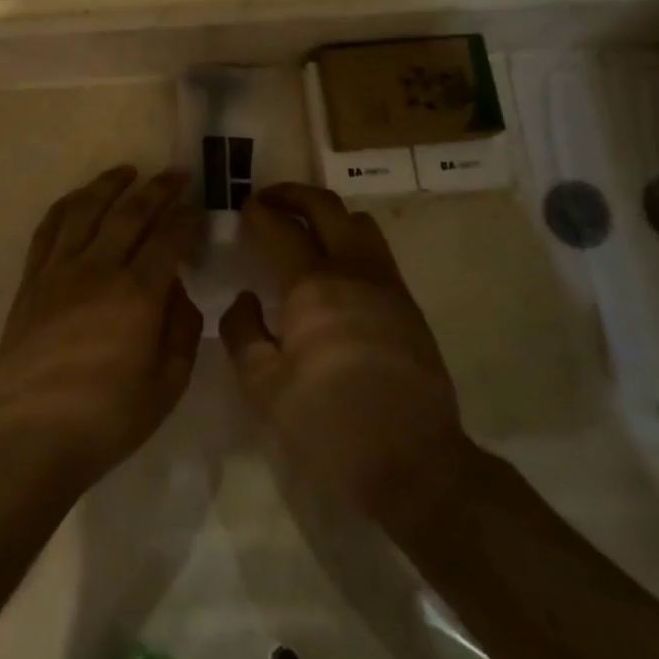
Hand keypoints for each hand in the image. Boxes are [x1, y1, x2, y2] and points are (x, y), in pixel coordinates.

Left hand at [0, 167, 203, 488]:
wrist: (32, 435)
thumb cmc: (109, 418)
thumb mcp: (168, 384)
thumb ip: (181, 329)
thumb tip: (178, 289)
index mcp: (138, 294)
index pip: (169, 238)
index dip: (188, 217)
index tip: (199, 206)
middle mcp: (98, 269)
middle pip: (131, 213)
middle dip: (157, 188)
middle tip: (175, 174)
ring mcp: (59, 271)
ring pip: (85, 210)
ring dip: (109, 185)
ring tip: (127, 171)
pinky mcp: (31, 282)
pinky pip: (48, 230)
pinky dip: (66, 206)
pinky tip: (78, 198)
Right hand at [219, 184, 472, 523]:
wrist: (415, 463)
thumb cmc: (329, 425)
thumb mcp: (264, 388)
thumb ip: (242, 333)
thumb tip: (244, 300)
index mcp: (313, 285)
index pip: (280, 228)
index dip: (257, 213)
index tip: (242, 210)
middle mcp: (353, 271)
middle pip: (326, 206)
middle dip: (292, 194)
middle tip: (268, 201)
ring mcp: (387, 285)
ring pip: (359, 223)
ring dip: (327, 215)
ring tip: (303, 231)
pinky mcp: (408, 306)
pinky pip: (376, 253)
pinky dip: (349, 242)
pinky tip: (333, 273)